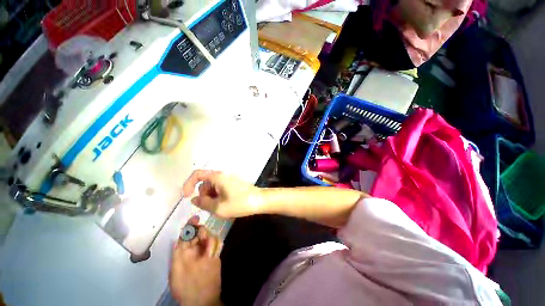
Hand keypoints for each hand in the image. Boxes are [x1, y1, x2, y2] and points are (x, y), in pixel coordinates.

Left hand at [169, 217, 222, 305]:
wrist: (202, 299)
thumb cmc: (186, 287)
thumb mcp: (176, 271)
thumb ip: (177, 255)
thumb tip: (178, 239)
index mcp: (183, 253)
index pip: (186, 236)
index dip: (189, 226)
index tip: (195, 218)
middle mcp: (194, 251)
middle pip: (198, 234)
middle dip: (201, 231)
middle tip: (203, 234)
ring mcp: (205, 252)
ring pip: (207, 237)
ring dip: (208, 237)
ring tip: (207, 245)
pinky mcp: (215, 255)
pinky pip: (216, 243)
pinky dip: (215, 242)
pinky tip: (213, 248)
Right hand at [182, 170, 262, 217]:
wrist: (259, 200)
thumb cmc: (240, 203)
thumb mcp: (219, 207)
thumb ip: (203, 203)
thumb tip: (193, 200)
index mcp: (217, 177)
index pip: (197, 174)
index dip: (188, 184)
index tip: (186, 197)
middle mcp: (222, 175)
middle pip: (205, 183)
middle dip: (203, 195)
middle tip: (210, 207)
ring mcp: (228, 178)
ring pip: (212, 187)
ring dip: (211, 197)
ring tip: (219, 207)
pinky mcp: (233, 183)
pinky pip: (220, 188)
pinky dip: (217, 196)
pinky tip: (224, 204)